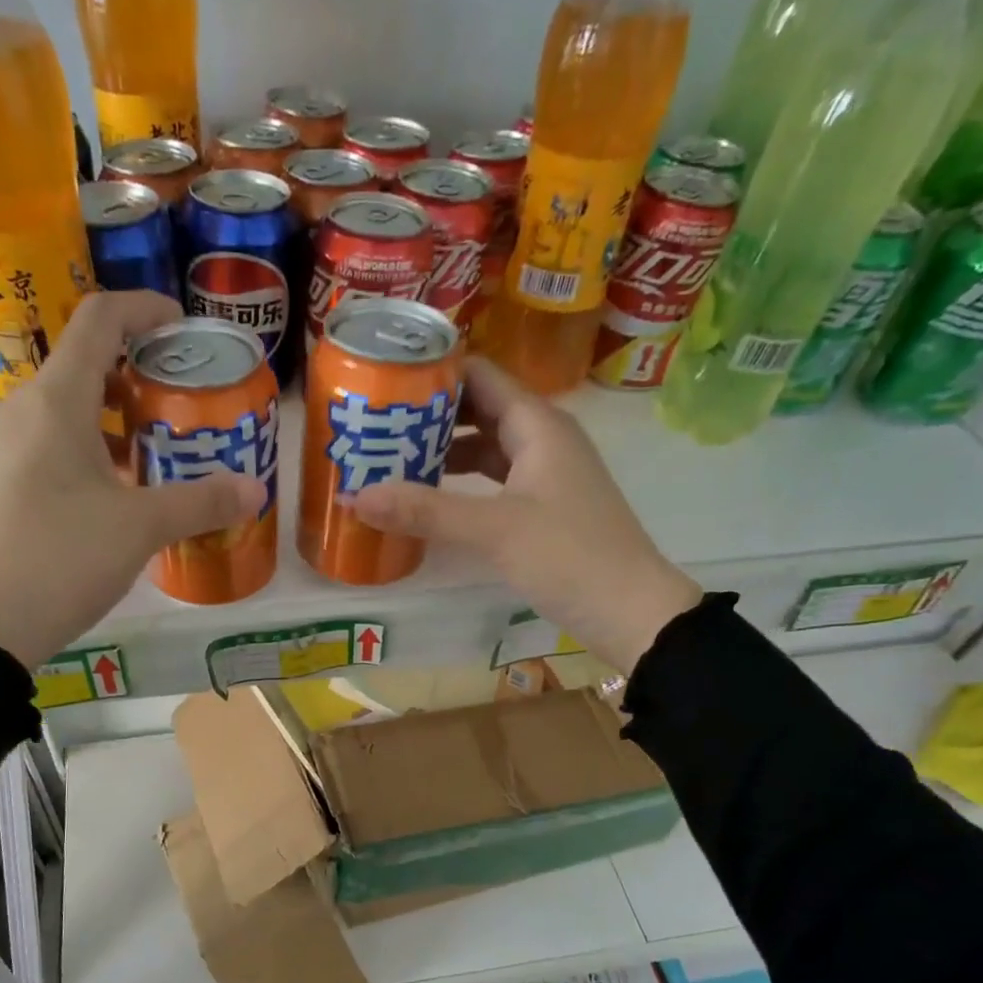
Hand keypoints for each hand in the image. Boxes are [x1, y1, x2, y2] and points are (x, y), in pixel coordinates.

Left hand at [0, 291, 264, 667]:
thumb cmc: (60, 559)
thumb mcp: (140, 530)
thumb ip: (201, 502)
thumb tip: (254, 489)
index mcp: (54, 402)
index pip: (99, 321)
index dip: (144, 310)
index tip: (180, 328)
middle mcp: (15, 411)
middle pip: (79, 371)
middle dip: (133, 383)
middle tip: (174, 415)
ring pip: (56, 416)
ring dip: (104, 426)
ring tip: (143, 466)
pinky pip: (35, 451)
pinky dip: (74, 457)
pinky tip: (96, 505)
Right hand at [353, 358, 701, 673]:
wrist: (630, 610)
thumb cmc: (569, 556)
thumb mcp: (493, 530)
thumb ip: (425, 511)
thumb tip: (352, 495)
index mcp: (538, 424)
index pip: (479, 375)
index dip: (434, 372)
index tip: (383, 380)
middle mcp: (542, 438)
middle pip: (478, 409)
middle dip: (429, 415)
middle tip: (374, 424)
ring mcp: (544, 473)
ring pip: (485, 447)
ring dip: (442, 451)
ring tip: (389, 460)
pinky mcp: (542, 506)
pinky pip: (492, 479)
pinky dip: (460, 483)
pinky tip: (429, 499)